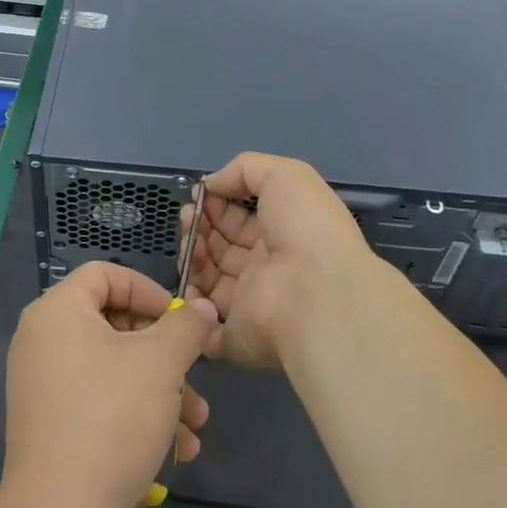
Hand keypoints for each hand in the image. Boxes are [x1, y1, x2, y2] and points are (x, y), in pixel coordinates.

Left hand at [0, 262, 217, 507]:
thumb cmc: (111, 420)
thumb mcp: (161, 363)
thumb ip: (186, 327)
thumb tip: (202, 308)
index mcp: (57, 313)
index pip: (105, 274)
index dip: (147, 289)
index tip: (179, 318)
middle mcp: (44, 343)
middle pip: (115, 324)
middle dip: (165, 351)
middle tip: (195, 371)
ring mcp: (47, 388)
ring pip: (117, 369)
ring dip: (163, 390)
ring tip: (197, 422)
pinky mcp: (56, 429)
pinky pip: (103, 404)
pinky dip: (140, 416)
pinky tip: (179, 449)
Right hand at [185, 152, 380, 369]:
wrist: (318, 294)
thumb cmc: (305, 228)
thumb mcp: (284, 175)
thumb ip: (245, 169)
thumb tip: (211, 183)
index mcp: (281, 235)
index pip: (240, 220)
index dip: (217, 205)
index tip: (198, 195)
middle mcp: (266, 270)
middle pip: (221, 248)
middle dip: (199, 228)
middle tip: (188, 217)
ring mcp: (250, 306)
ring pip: (208, 282)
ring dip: (192, 258)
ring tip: (190, 241)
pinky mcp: (236, 338)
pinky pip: (204, 326)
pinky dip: (191, 307)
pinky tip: (188, 280)